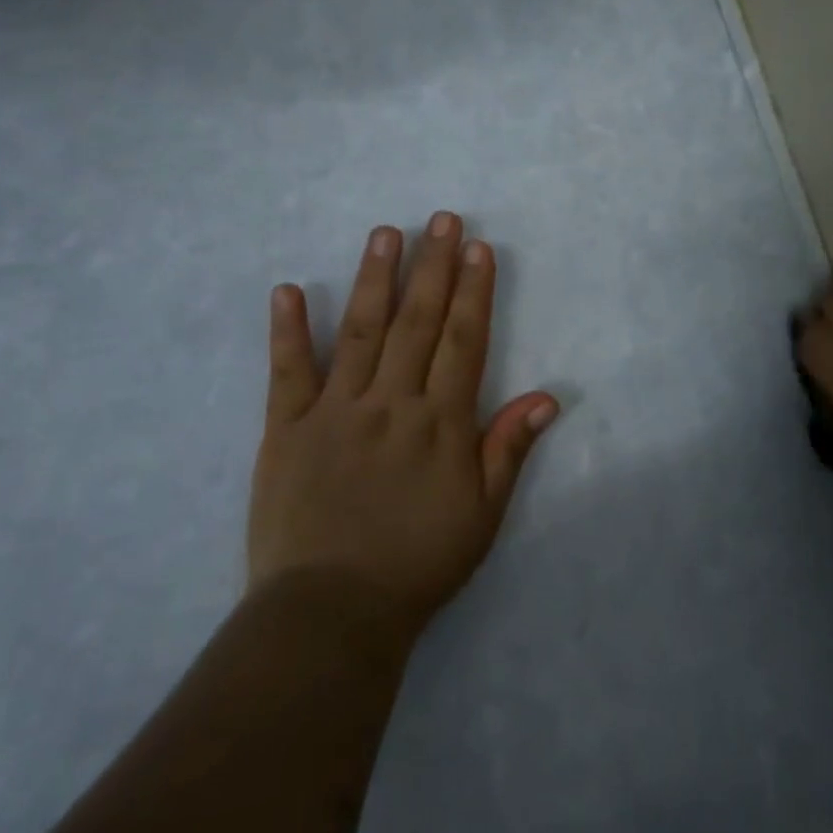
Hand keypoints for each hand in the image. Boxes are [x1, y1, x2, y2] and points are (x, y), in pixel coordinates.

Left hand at [246, 212, 559, 644]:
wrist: (332, 613)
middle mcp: (390, 403)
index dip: (474, 291)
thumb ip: (508, 450)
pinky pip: (287, 372)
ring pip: (359, 332)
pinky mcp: (285, 429)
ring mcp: (335, 411)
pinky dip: (287, 330)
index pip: (463, 341)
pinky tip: (288, 289)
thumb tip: (547, 397)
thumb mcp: (481, 515)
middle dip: (433, 266)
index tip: (478, 248)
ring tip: (385, 233)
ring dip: (374, 279)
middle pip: (417, 322)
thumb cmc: (417, 565)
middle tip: (441, 219)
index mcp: (440, 423)